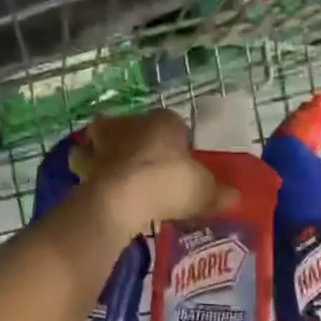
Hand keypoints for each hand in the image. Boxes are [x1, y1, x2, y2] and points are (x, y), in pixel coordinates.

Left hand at [77, 110, 230, 233]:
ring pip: (97, 140)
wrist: (121, 199)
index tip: (180, 162)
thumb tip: (235, 197)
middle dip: (131, 139)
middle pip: (129, 126)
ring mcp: (103, 143)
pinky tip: (97, 188)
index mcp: (163, 121)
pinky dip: (89, 175)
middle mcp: (130, 124)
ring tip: (109, 170)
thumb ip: (218, 194)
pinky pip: (86, 167)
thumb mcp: (202, 191)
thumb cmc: (167, 183)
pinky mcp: (85, 165)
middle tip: (139, 162)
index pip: (172, 123)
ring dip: (99, 152)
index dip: (176, 141)